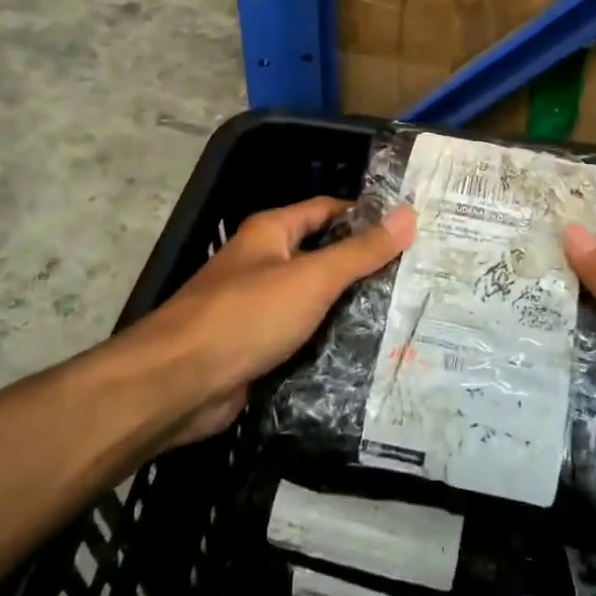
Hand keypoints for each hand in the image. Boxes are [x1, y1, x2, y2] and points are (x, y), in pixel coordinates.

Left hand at [141, 197, 415, 445]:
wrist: (178, 384)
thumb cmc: (246, 315)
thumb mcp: (312, 278)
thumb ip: (360, 251)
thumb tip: (409, 215)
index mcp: (271, 233)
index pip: (326, 211)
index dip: (365, 216)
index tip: (410, 229)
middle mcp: (263, 264)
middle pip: (322, 256)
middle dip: (363, 266)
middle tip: (416, 276)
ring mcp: (259, 308)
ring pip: (314, 301)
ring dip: (350, 308)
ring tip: (404, 313)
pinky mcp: (258, 348)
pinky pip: (302, 337)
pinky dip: (329, 341)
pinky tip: (367, 352)